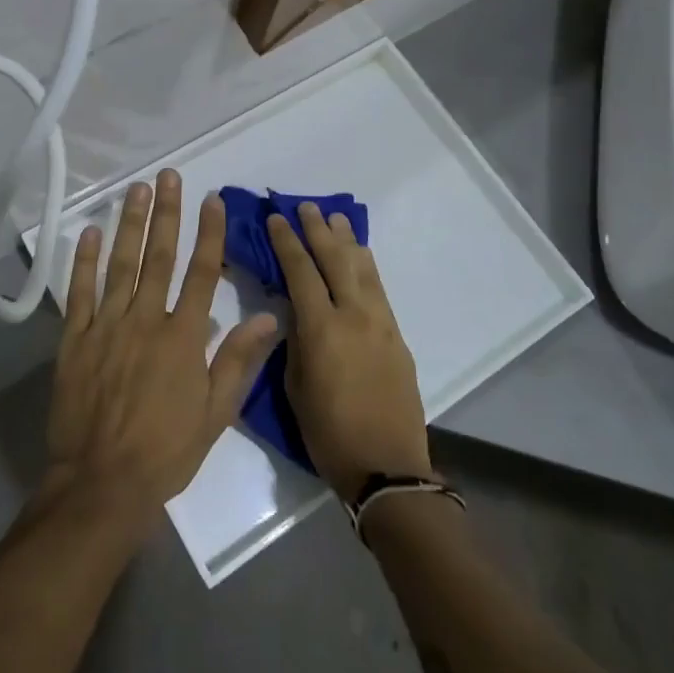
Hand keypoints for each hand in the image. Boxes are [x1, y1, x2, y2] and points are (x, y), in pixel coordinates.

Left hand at [43, 170, 279, 530]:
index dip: (209, 233)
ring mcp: (106, 326)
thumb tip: (269, 318)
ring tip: (135, 189)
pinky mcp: (73, 339)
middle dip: (166, 213)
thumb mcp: (215, 414)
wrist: (101, 484)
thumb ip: (238, 361)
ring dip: (129, 224)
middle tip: (168, 176)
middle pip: (159, 256)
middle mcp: (145, 320)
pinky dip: (84, 260)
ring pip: (120, 264)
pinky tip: (90, 233)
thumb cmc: (165, 452)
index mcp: (183, 337)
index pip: (202, 273)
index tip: (211, 200)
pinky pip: (79, 292)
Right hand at [269, 202, 431, 500]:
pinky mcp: (397, 336)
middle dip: (318, 230)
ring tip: (335, 218)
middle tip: (305, 206)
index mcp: (322, 329)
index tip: (276, 217)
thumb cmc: (328, 433)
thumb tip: (294, 310)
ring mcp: (381, 323)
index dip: (286, 241)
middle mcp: (354, 316)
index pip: (300, 271)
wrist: (387, 466)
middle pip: (335, 260)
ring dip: (347, 240)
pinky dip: (366, 265)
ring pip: (362, 269)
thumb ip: (295, 341)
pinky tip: (360, 255)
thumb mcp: (295, 386)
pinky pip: (379, 288)